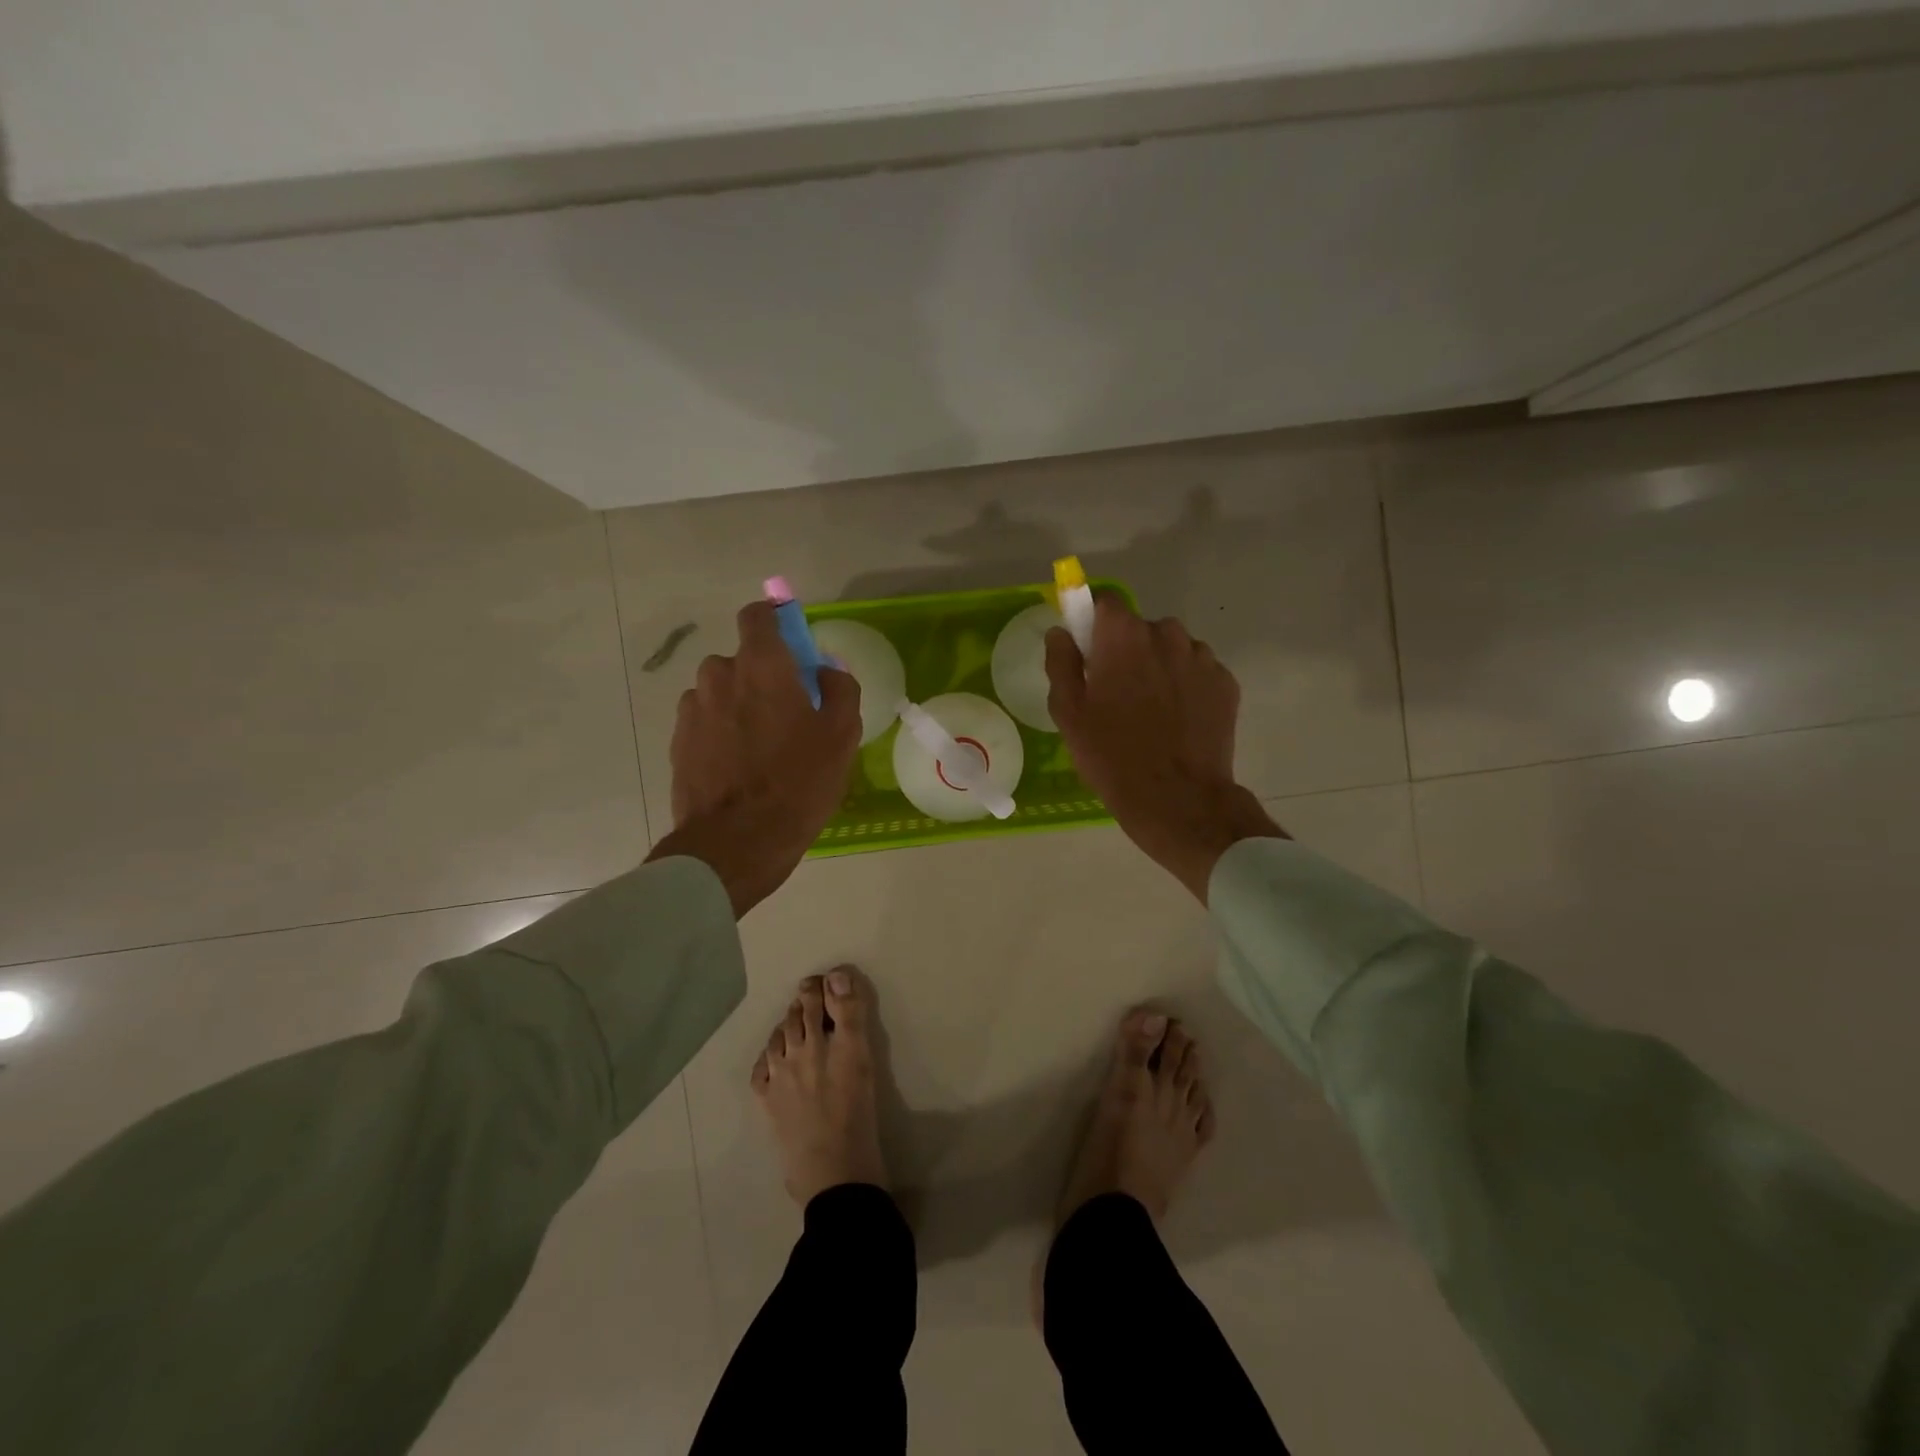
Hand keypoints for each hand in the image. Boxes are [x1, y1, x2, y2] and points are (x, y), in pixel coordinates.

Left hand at [648, 601, 860, 916]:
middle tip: (786, 715)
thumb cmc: (799, 782)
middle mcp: (719, 676)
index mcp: (761, 665)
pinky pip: (705, 723)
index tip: (791, 647)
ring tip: (760, 748)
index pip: (758, 616)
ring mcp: (692, 710)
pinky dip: (720, 733)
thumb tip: (826, 669)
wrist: (737, 842)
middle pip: (741, 661)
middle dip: (761, 677)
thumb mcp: (842, 735)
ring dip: (738, 707)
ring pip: (720, 693)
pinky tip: (738, 768)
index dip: (775, 623)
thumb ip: (840, 687)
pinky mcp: (678, 743)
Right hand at [1046, 595, 1284, 902]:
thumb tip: (1061, 633)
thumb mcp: (1068, 713)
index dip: (1094, 621)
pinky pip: (1197, 672)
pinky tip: (1177, 721)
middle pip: (1141, 628)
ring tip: (1151, 711)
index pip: (1106, 602)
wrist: (1178, 799)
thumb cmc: (1112, 755)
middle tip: (1117, 693)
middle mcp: (1167, 635)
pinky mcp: (1226, 684)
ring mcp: (1202, 658)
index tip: (1088, 649)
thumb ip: (1061, 663)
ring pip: (1173, 649)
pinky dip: (1186, 686)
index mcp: (1123, 636)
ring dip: (1160, 667)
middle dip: (1128, 650)